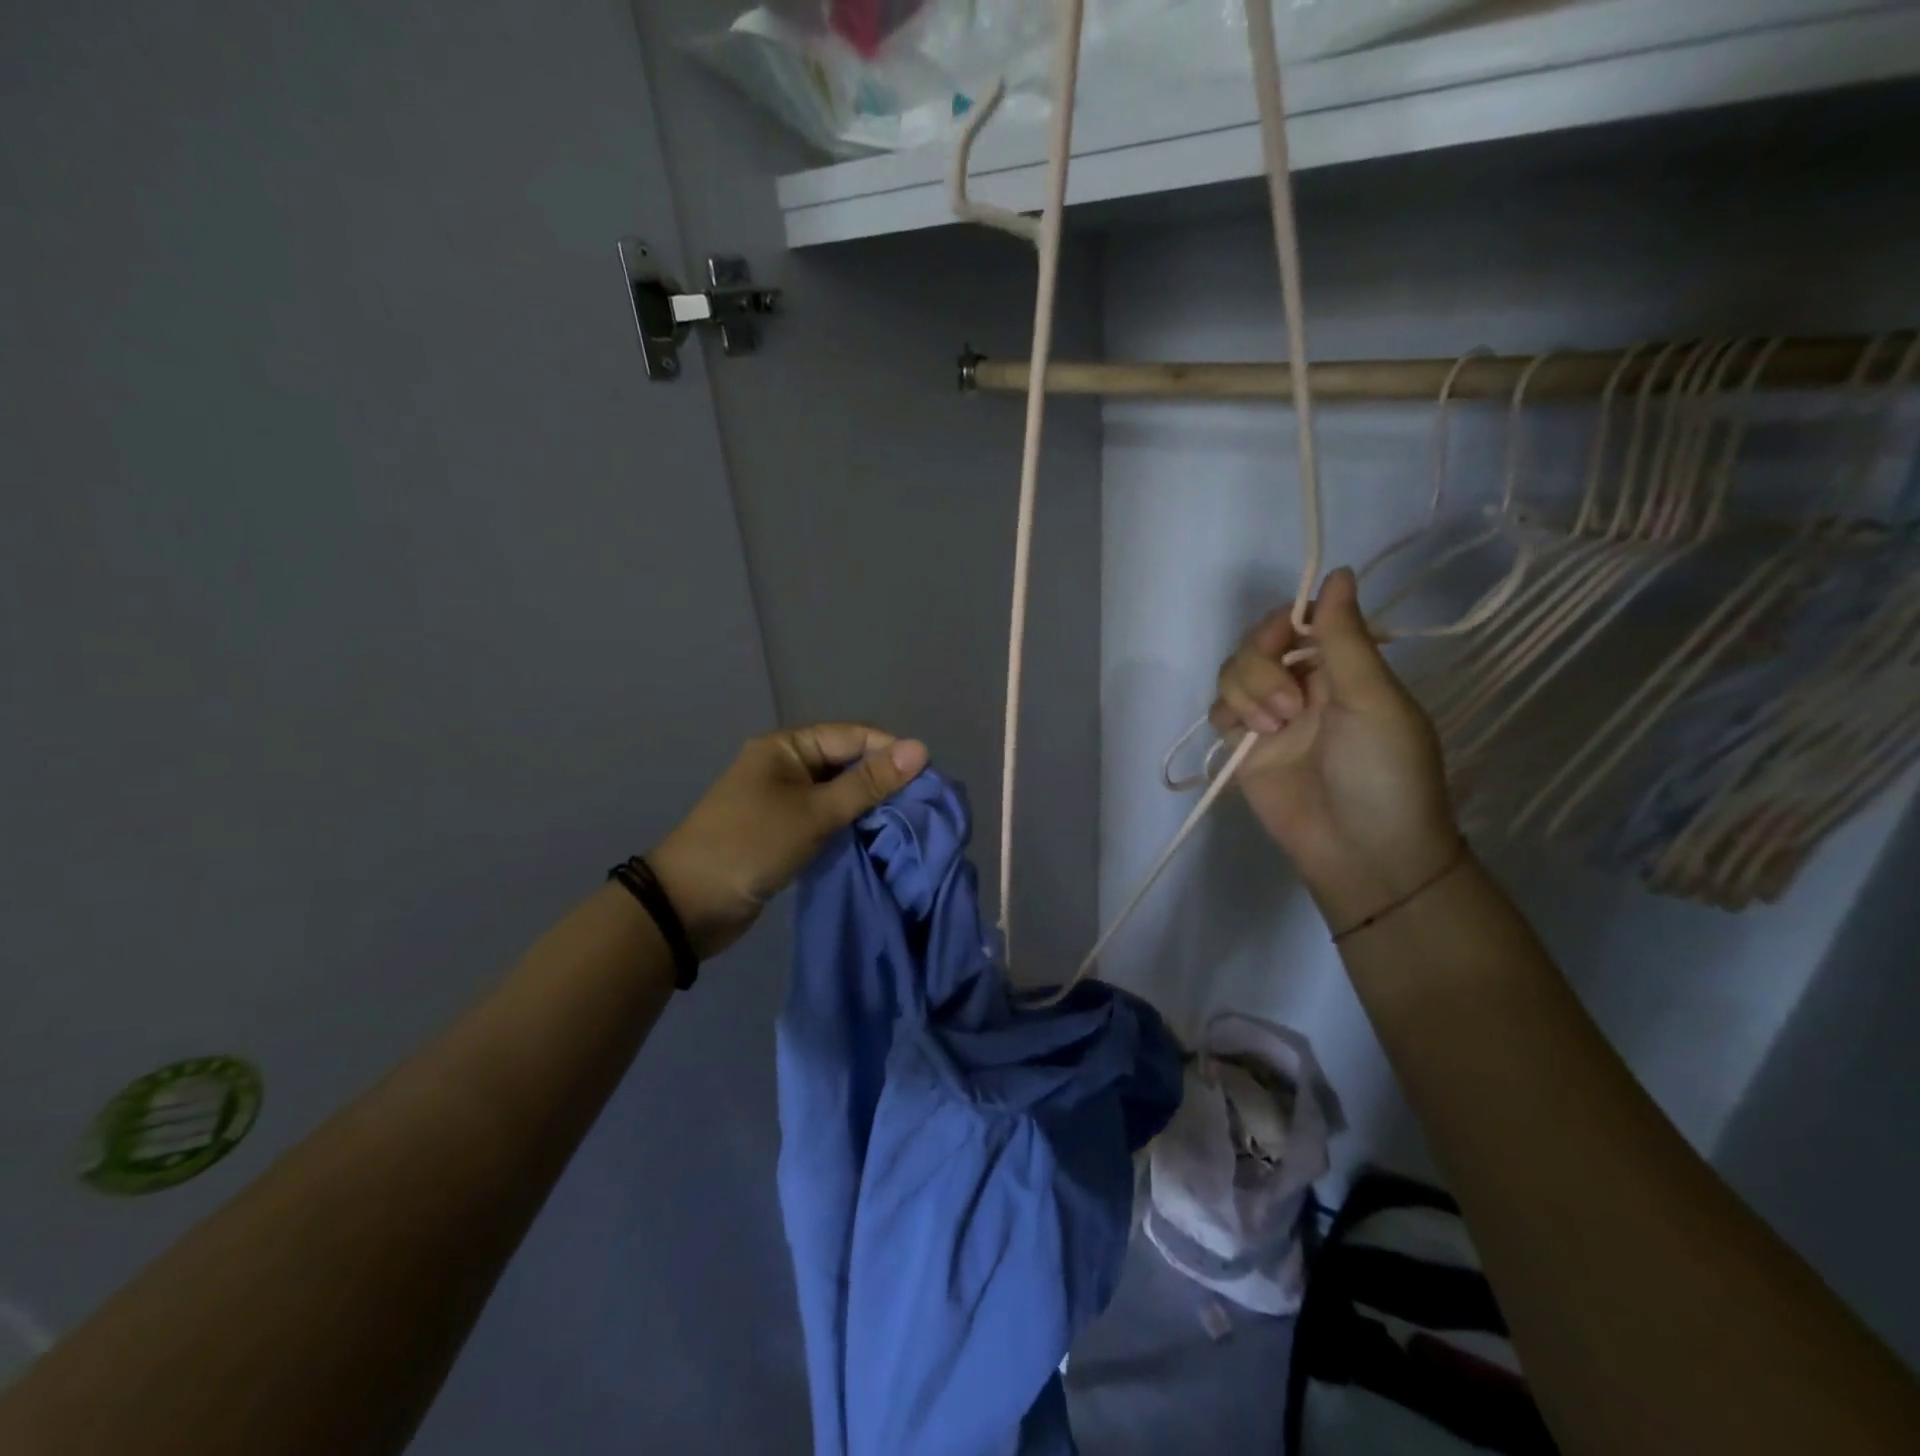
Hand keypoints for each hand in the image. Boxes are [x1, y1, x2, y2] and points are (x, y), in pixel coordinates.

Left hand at [649, 723, 928, 959]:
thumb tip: (921, 748)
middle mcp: (786, 765)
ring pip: (839, 792)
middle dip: (883, 781)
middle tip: (920, 807)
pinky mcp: (784, 829)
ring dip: (868, 806)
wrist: (688, 906)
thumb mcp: (814, 813)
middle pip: (847, 762)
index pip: (853, 736)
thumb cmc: (751, 846)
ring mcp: (783, 798)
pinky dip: (850, 825)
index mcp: (787, 746)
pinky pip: (826, 817)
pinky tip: (875, 838)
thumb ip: (868, 784)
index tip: (928, 780)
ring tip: (905, 824)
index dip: (891, 752)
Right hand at [1211, 568, 1458, 930]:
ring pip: (1232, 672)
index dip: (1285, 620)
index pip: (1300, 621)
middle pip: (1257, 643)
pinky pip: (1218, 709)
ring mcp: (1269, 716)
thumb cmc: (1384, 772)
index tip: (1287, 633)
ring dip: (1247, 691)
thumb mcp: (1374, 699)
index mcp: (1343, 668)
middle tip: (1288, 702)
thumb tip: (1338, 572)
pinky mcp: (1243, 746)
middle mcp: (1302, 685)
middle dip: (1261, 663)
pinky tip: (1249, 734)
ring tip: (1274, 727)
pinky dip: (1228, 712)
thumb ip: (1345, 638)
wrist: (1362, 851)